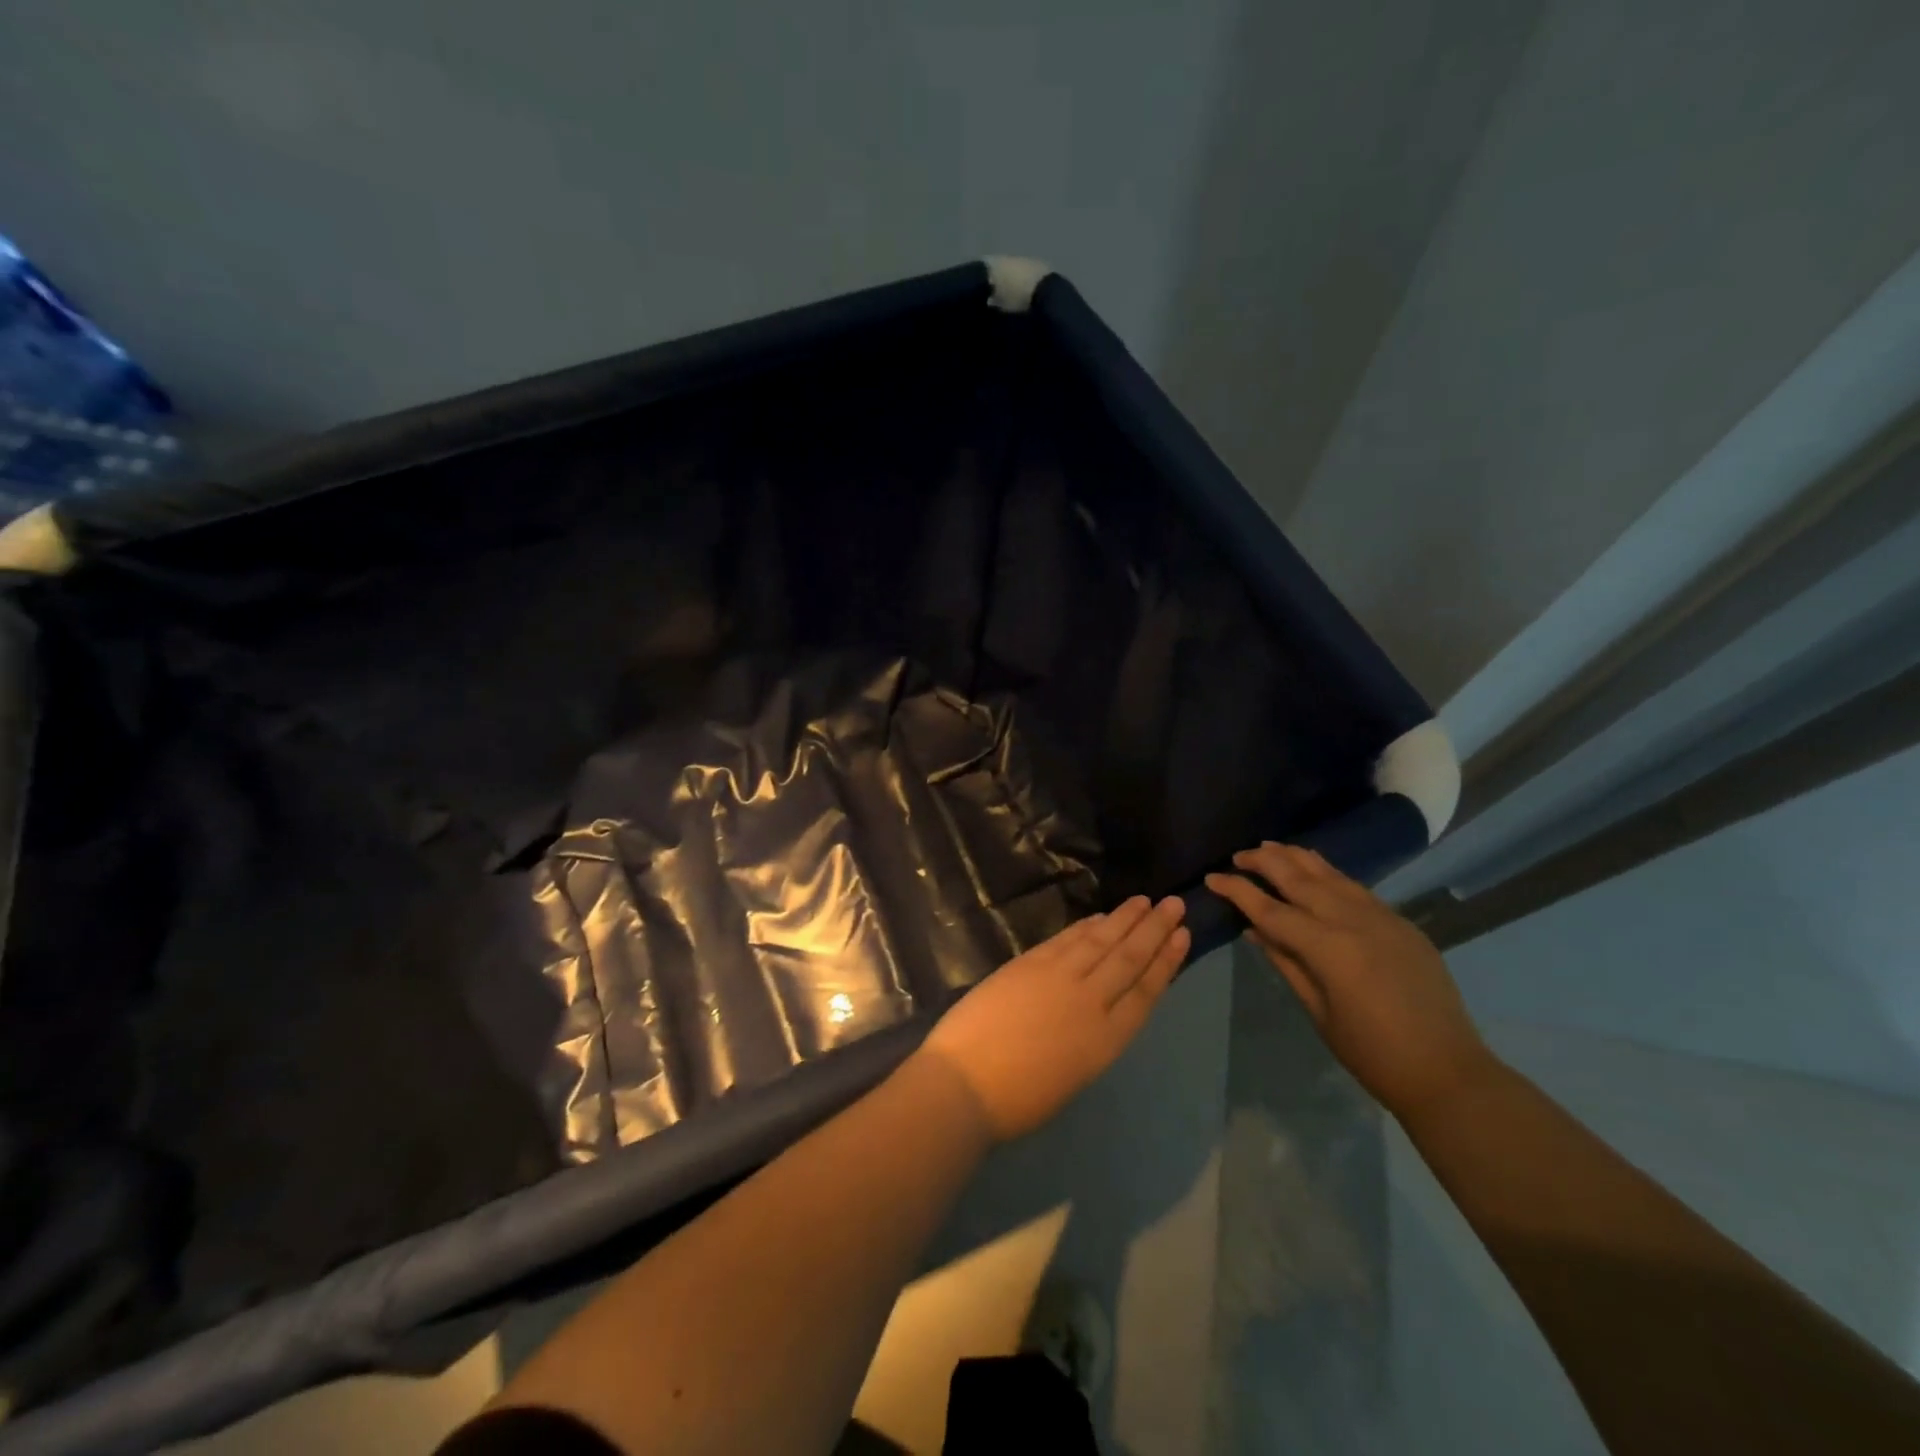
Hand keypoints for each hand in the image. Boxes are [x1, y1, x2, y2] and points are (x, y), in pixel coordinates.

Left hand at [918, 895, 1189, 1141]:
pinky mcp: (1030, 963)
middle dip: (1154, 929)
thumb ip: (1089, 1038)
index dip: (1166, 962)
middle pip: (1129, 958)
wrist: (966, 1084)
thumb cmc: (1017, 1100)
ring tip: (1145, 900)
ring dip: (1124, 919)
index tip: (1183, 935)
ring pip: (1101, 941)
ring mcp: (1059, 977)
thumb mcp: (1072, 1076)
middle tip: (1175, 902)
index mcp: (1106, 1041)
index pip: (1146, 992)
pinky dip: (1086, 926)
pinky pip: (1067, 939)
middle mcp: (1090, 1002)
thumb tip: (1095, 1008)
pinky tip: (1100, 917)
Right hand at [1205, 843, 1491, 1119]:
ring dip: (1296, 858)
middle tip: (1238, 856)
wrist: (1448, 1071)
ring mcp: (1381, 917)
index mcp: (1328, 948)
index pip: (1270, 909)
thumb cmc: (1372, 1053)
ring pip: (1329, 874)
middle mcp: (1353, 920)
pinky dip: (1328, 873)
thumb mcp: (1318, 1011)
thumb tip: (1255, 929)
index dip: (1237, 891)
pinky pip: (1355, 887)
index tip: (1212, 877)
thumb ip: (1286, 962)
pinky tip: (1314, 869)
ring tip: (1269, 847)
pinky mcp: (1400, 922)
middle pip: (1299, 878)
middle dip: (1264, 862)